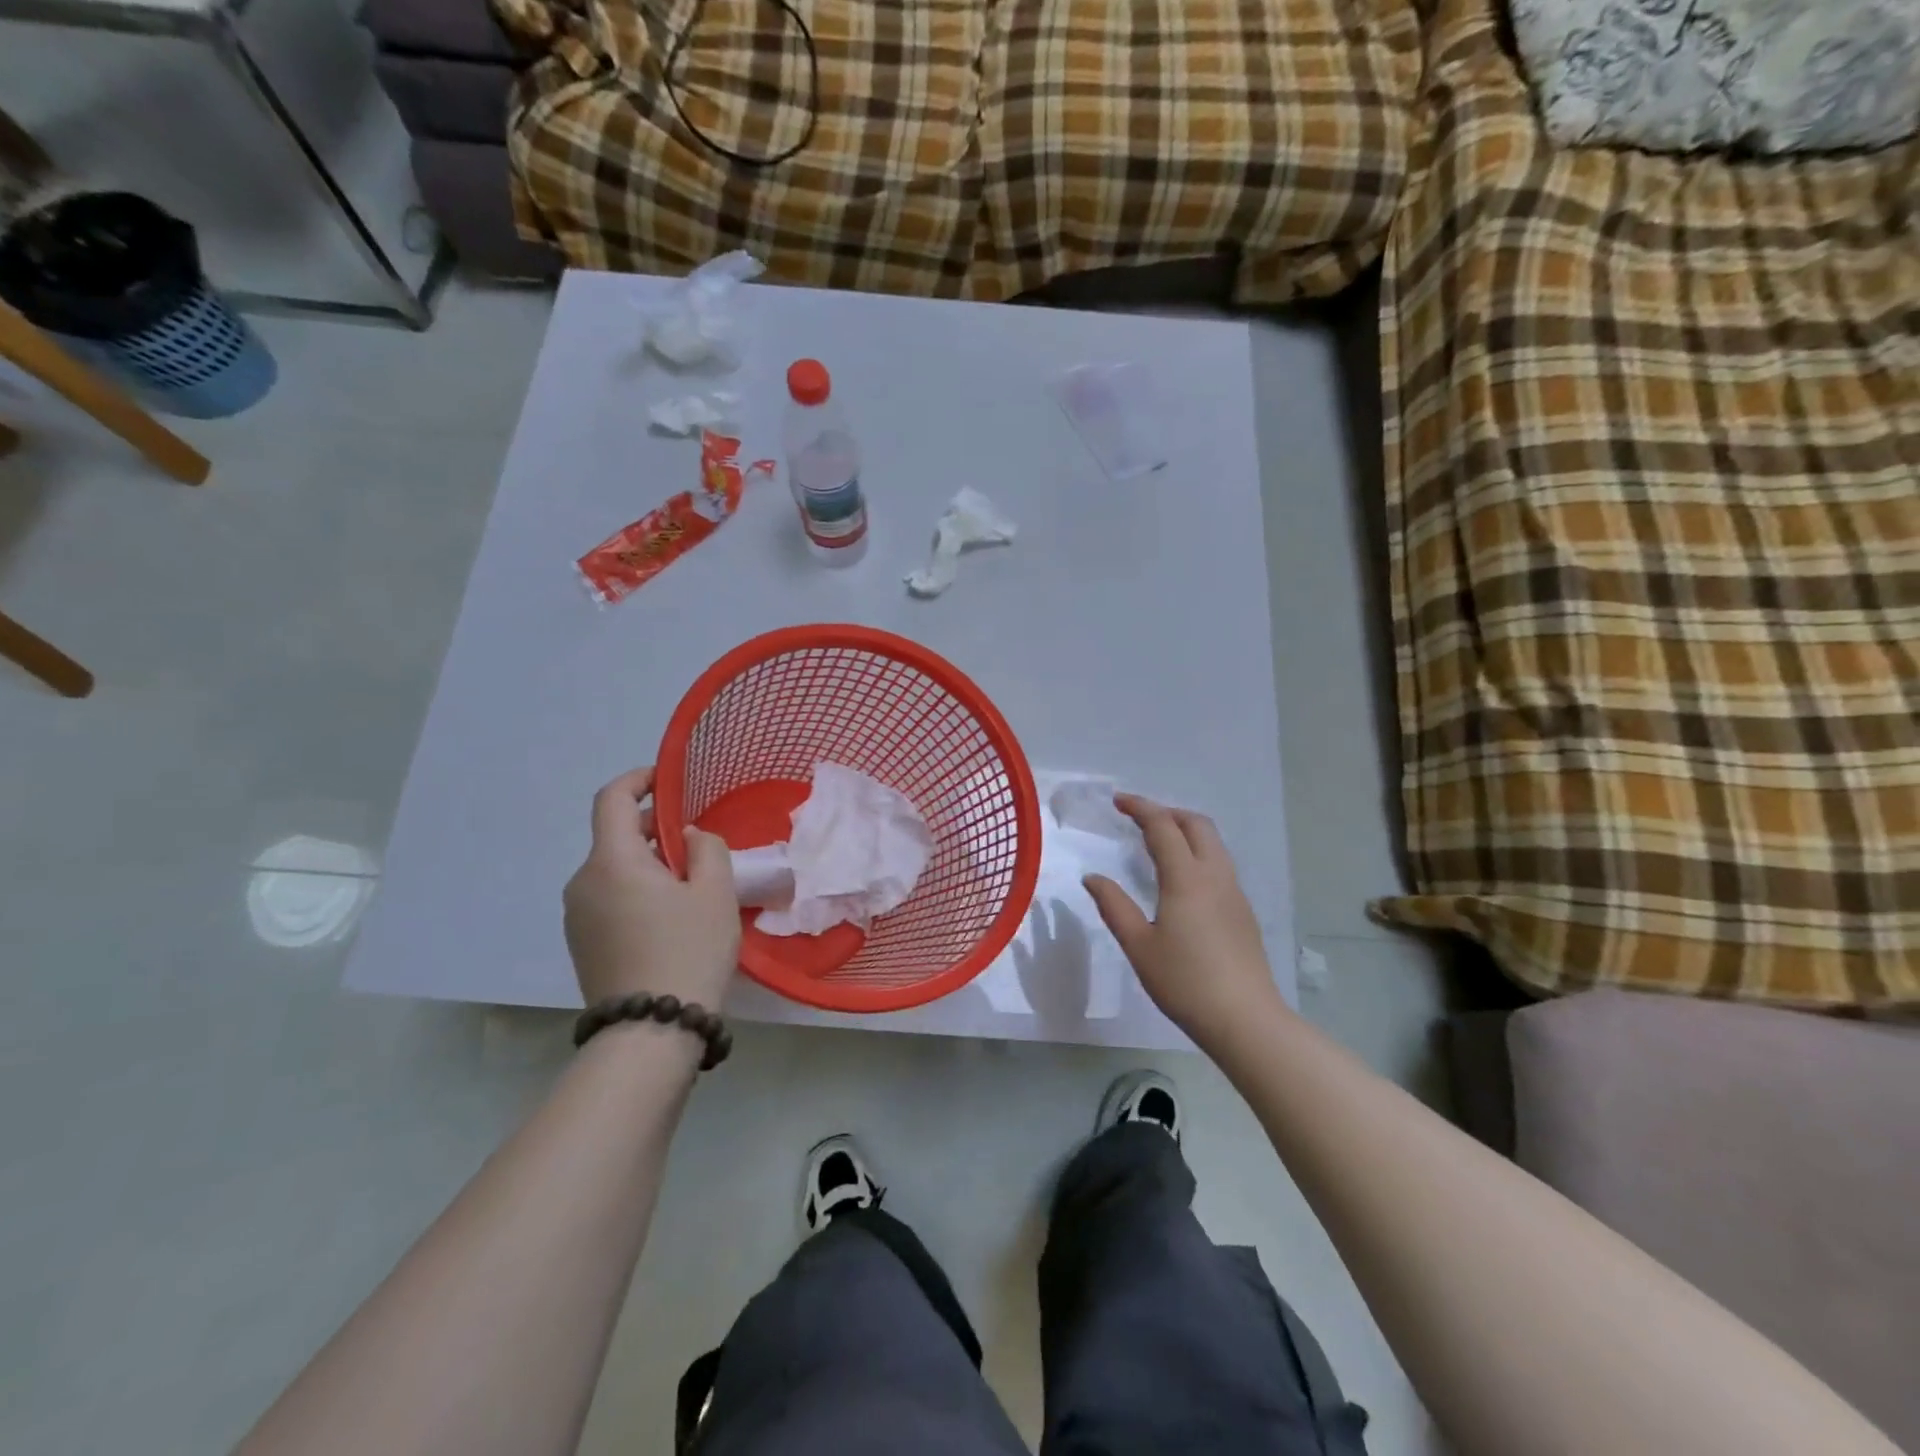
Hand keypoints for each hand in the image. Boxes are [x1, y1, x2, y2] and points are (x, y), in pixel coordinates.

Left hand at [563, 767, 739, 1010]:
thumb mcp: (715, 893)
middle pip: (614, 837)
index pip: (612, 799)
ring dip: (647, 865)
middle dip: (653, 830)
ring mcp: (576, 917)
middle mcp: (583, 882)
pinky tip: (668, 920)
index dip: (638, 780)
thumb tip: (686, 838)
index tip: (667, 781)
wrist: (650, 1033)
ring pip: (613, 871)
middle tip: (697, 847)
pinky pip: (608, 899)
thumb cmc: (688, 951)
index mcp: (612, 861)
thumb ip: (707, 849)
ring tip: (689, 888)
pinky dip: (635, 892)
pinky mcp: (581, 944)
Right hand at [1083, 794, 1284, 1050]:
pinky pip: (1220, 864)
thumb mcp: (1138, 945)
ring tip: (1159, 843)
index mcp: (1186, 878)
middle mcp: (1215, 876)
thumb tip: (1093, 878)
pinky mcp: (1243, 911)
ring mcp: (1234, 892)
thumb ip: (1114, 906)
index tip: (1117, 801)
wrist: (1245, 1019)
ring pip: (1213, 843)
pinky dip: (1198, 852)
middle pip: (1197, 824)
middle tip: (1139, 819)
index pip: (1162, 827)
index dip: (1140, 808)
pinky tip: (1182, 878)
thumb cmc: (1184, 982)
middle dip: (1167, 812)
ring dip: (1186, 831)